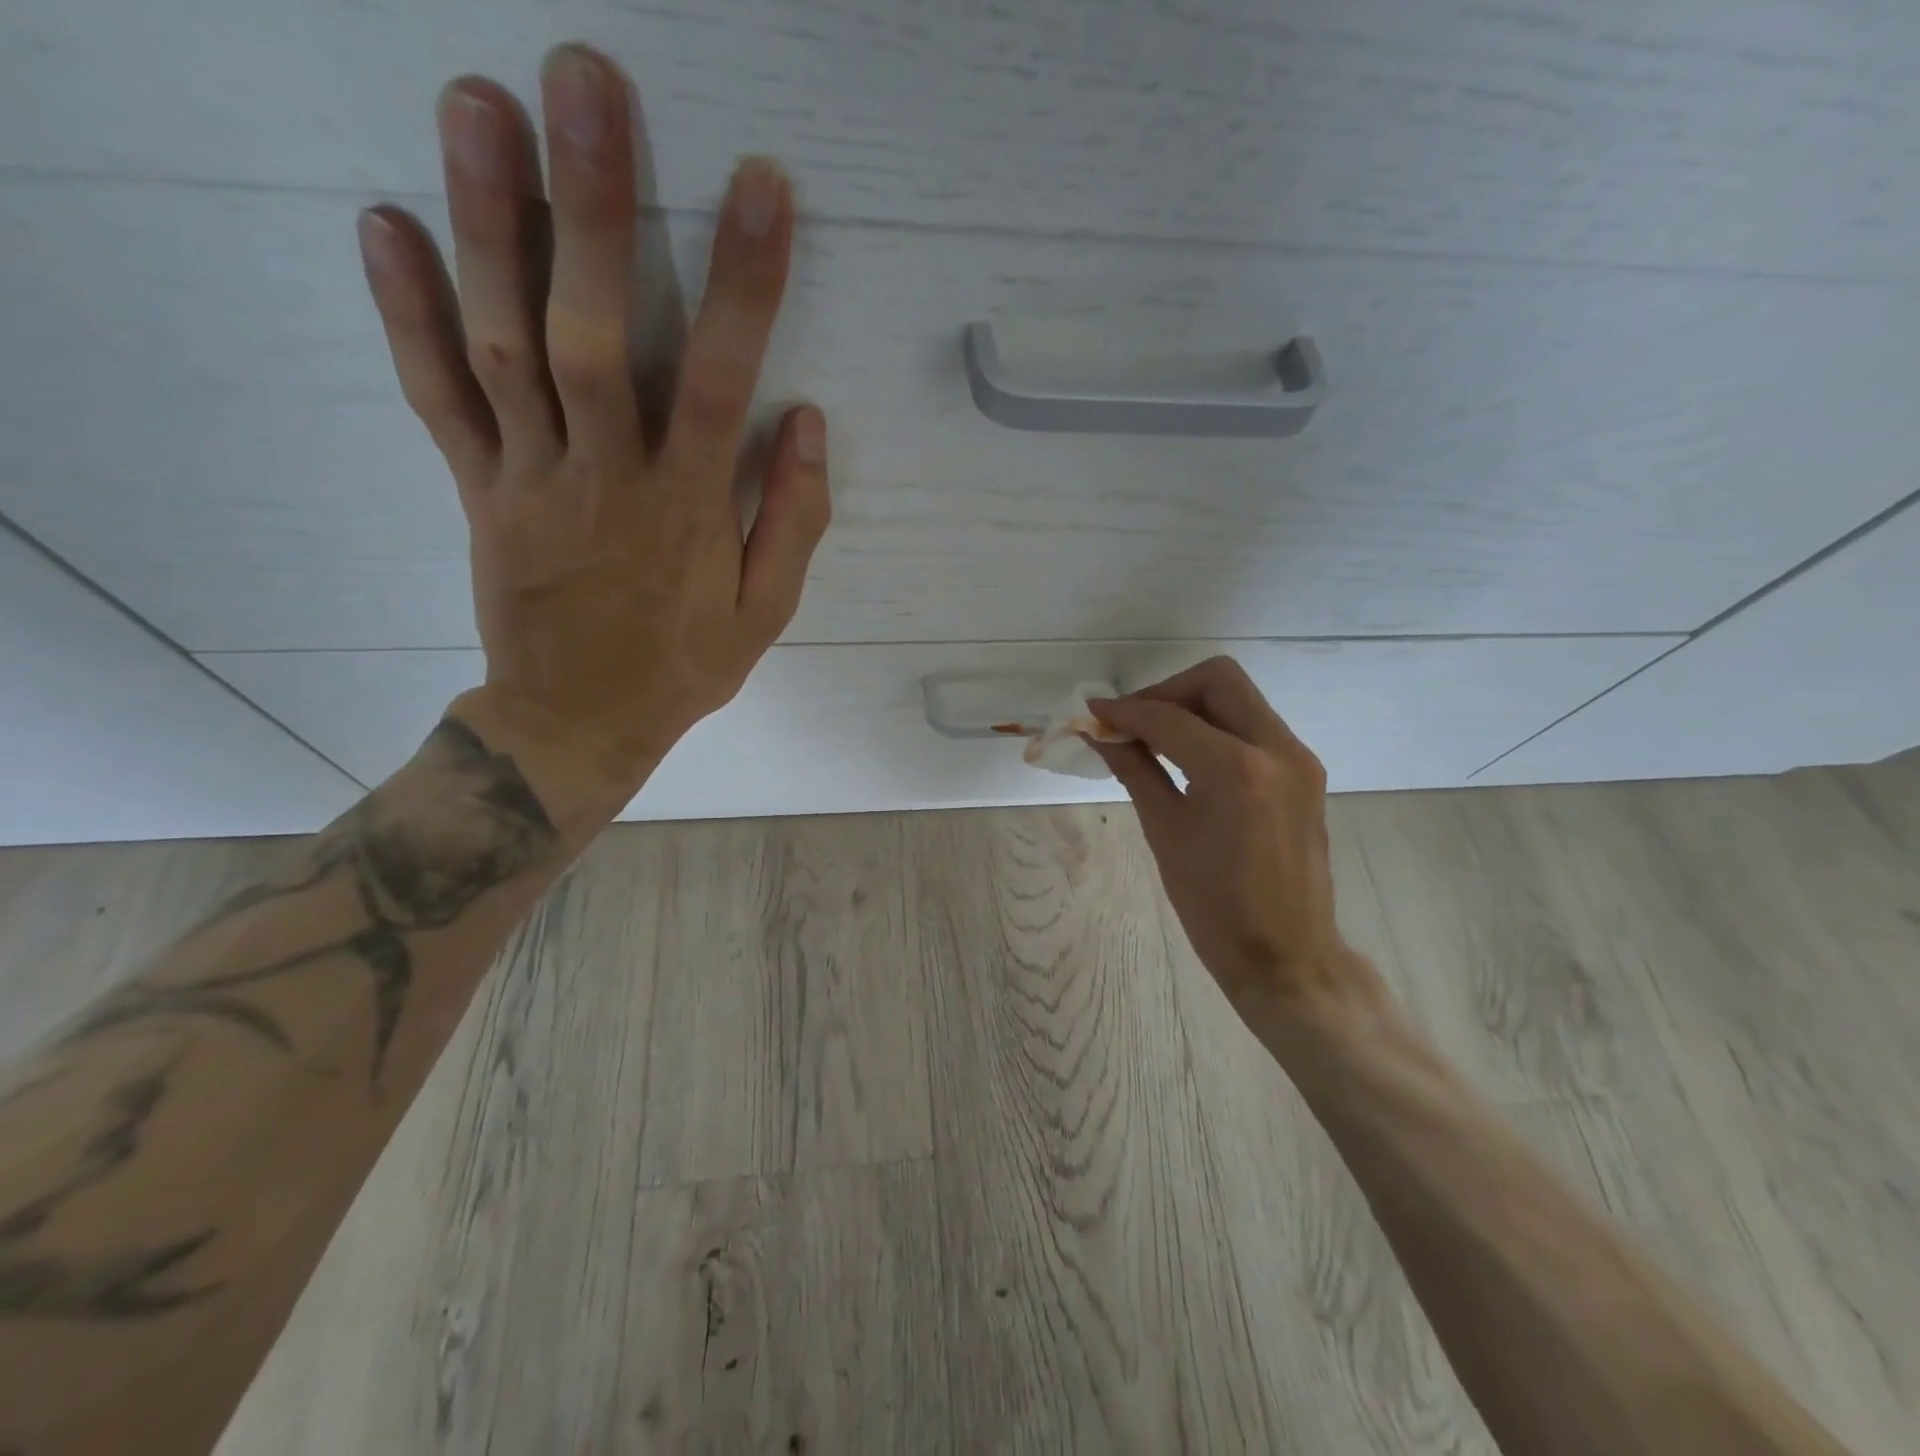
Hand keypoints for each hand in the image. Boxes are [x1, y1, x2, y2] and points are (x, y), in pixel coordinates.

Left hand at [355, 45, 828, 819]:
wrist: (575, 722)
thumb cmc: (681, 667)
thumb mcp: (764, 614)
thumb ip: (792, 522)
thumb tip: (807, 423)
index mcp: (686, 511)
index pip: (719, 383)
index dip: (742, 285)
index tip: (760, 187)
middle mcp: (604, 478)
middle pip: (592, 335)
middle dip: (591, 207)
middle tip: (586, 81)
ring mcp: (529, 479)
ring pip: (503, 346)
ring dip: (486, 224)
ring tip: (476, 101)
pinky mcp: (478, 491)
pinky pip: (437, 399)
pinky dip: (407, 315)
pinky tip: (384, 224)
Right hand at [1091, 658, 1385, 1026]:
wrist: (1286, 956)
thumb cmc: (1214, 906)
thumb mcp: (1165, 832)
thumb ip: (1134, 770)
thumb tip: (1103, 736)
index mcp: (1235, 769)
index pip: (1169, 717)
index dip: (1124, 712)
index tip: (1092, 716)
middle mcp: (1276, 748)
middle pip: (1217, 679)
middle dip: (1166, 693)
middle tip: (1133, 726)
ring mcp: (1298, 759)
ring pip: (1239, 699)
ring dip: (1192, 708)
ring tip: (1155, 743)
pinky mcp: (1305, 773)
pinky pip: (1255, 727)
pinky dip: (1217, 729)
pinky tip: (1189, 760)